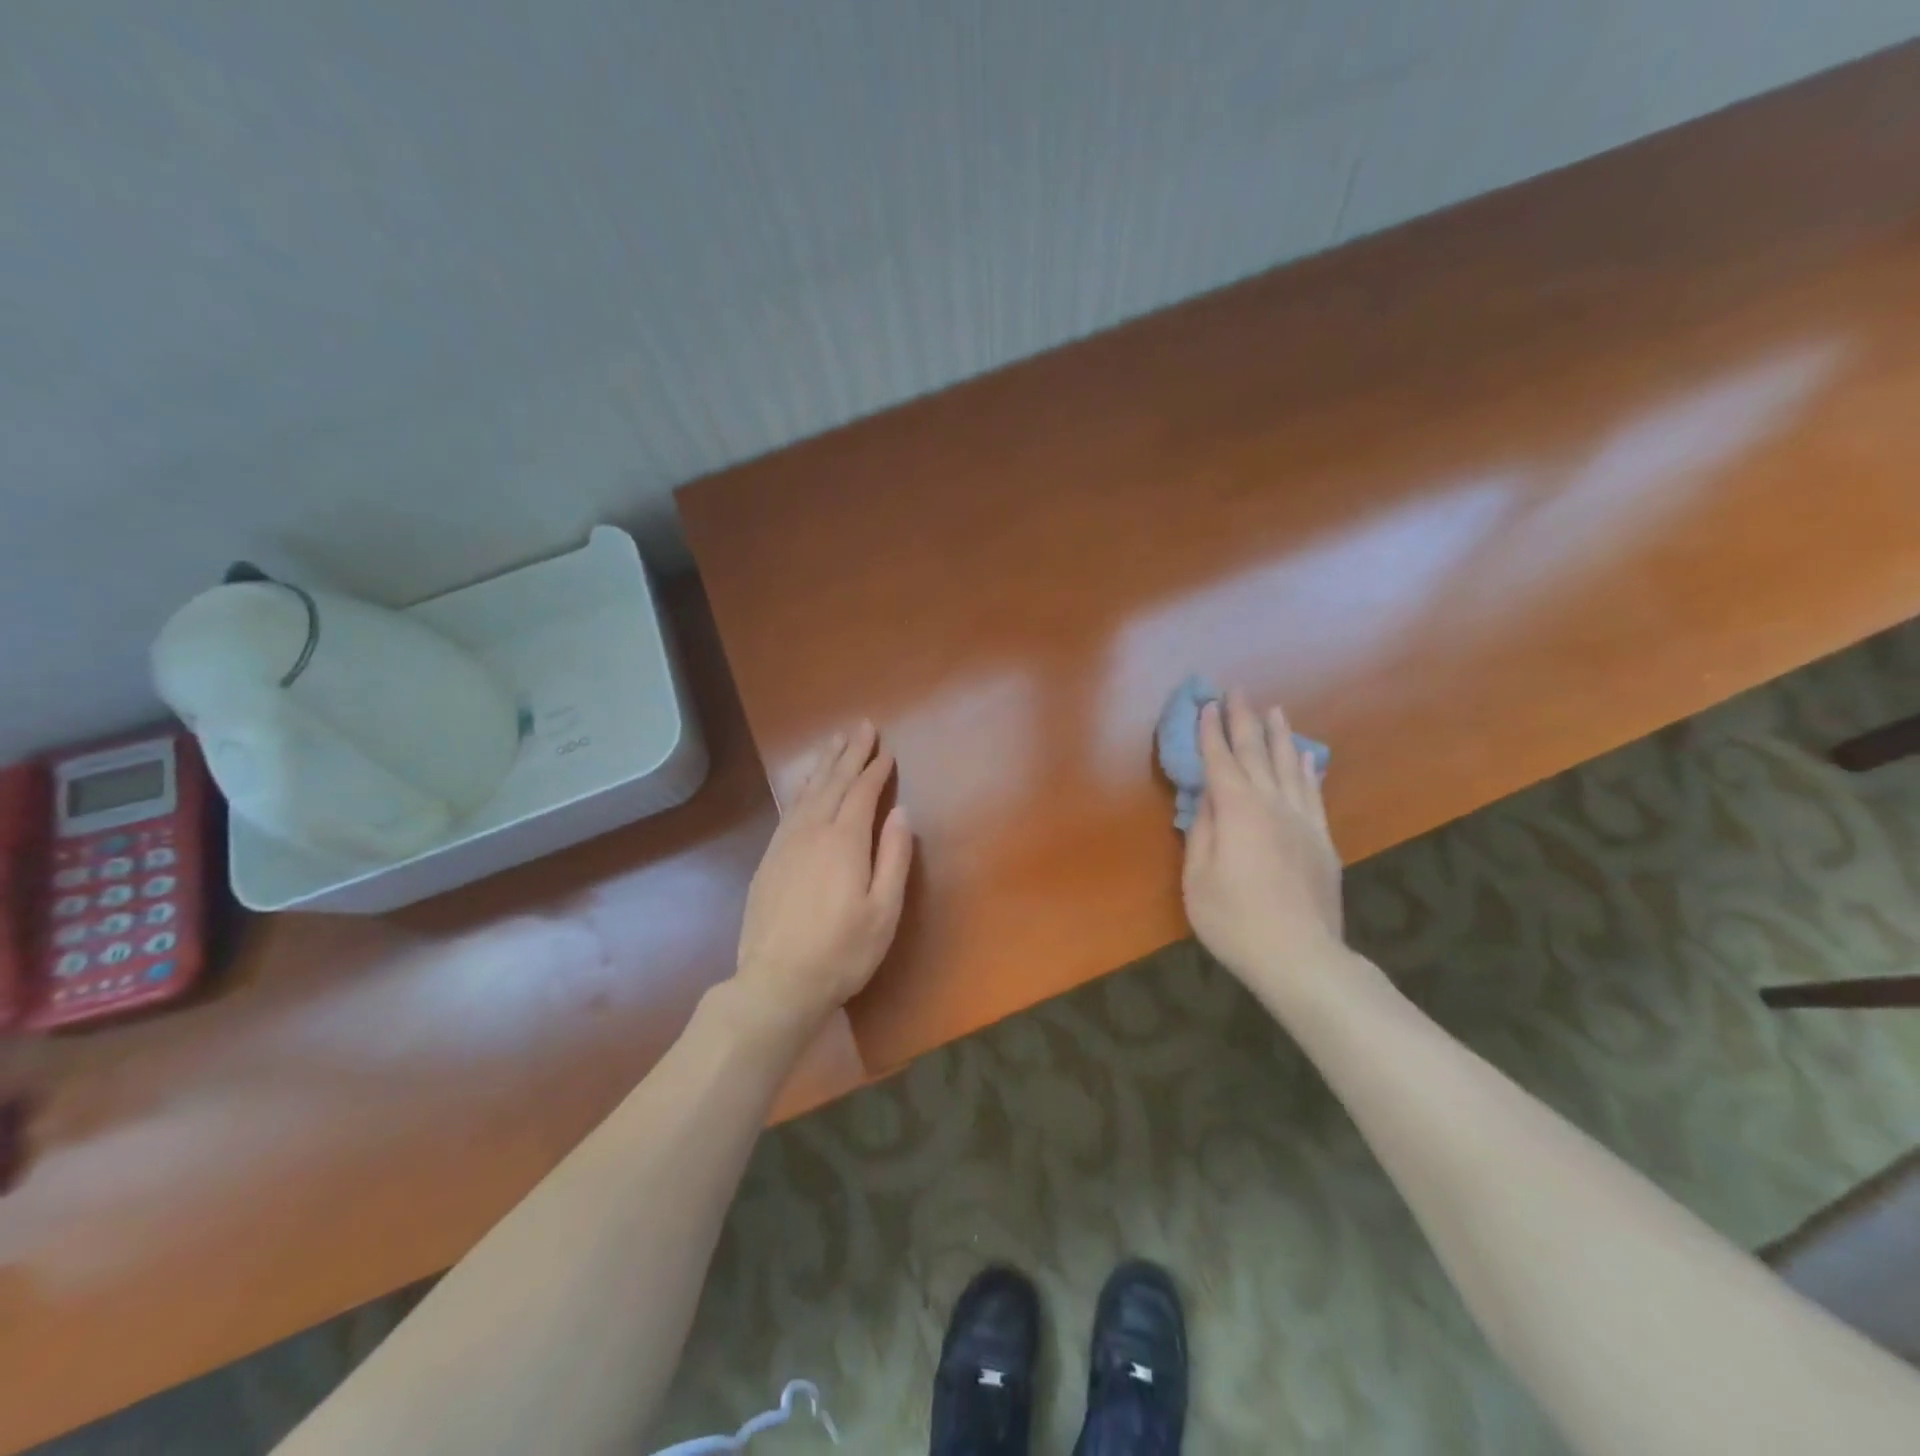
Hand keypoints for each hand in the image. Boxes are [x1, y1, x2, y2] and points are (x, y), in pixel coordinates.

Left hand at [733, 721, 912, 1034]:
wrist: (777, 982)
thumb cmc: (842, 951)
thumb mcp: (884, 910)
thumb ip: (894, 857)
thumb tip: (901, 812)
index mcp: (844, 841)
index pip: (862, 792)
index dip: (875, 769)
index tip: (886, 749)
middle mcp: (811, 831)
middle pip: (832, 782)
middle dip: (849, 753)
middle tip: (861, 726)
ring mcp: (785, 844)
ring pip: (806, 791)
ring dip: (823, 763)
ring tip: (834, 741)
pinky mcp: (768, 859)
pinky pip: (789, 809)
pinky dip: (801, 788)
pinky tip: (805, 784)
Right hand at [1181, 692, 1344, 993]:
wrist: (1301, 956)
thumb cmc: (1235, 920)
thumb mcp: (1198, 878)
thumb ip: (1201, 832)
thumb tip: (1205, 799)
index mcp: (1237, 811)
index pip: (1220, 761)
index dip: (1210, 733)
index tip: (1205, 706)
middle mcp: (1272, 804)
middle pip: (1255, 753)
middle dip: (1243, 720)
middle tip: (1237, 691)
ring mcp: (1302, 820)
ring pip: (1288, 765)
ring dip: (1278, 735)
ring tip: (1274, 710)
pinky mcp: (1322, 839)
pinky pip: (1313, 792)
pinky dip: (1305, 768)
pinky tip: (1303, 756)